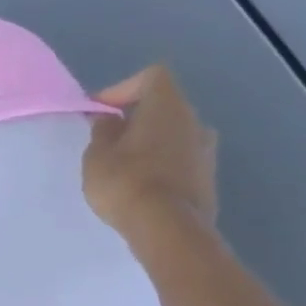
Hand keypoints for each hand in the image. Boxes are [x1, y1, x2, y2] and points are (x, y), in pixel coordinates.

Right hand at [82, 66, 218, 241]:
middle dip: (134, 117)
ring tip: (122, 164)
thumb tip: (110, 120)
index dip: (122, 88)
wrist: (168, 229)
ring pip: (173, 133)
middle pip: (164, 105)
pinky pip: (180, 158)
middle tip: (106, 138)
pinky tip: (139, 184)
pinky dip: (160, 162)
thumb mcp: (97, 154)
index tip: (100, 112)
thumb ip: (103, 131)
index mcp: (168, 107)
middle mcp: (195, 121)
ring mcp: (207, 150)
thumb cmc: (125, 181)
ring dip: (148, 141)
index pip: (151, 77)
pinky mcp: (208, 177)